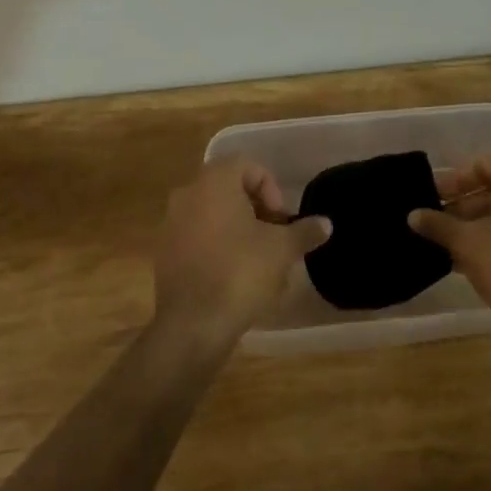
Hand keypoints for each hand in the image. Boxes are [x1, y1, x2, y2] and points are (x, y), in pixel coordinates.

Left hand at [152, 159, 330, 352]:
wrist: (193, 324)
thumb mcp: (282, 250)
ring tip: (259, 260)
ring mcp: (170, 224)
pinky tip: (235, 276)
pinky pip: (197, 238)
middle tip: (275, 237)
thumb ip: (304, 231)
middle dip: (256, 210)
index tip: (282, 220)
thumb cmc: (240, 273)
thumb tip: (325, 223)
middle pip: (228, 189)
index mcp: (213, 182)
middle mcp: (187, 194)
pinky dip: (217, 247)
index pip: (247, 166)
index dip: (271, 188)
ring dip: (238, 230)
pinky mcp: (165, 253)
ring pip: (212, 215)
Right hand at [408, 155, 490, 348]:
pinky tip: (483, 256)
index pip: (483, 164)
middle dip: (468, 203)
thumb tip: (412, 215)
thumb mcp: (466, 243)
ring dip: (486, 220)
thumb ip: (438, 224)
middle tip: (442, 221)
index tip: (433, 199)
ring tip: (457, 243)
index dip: (453, 182)